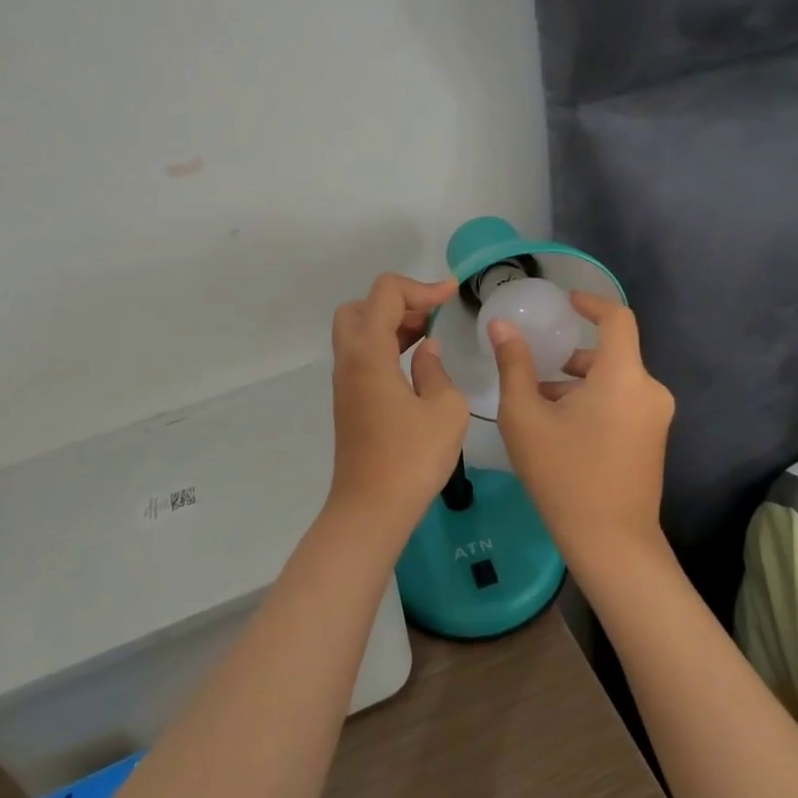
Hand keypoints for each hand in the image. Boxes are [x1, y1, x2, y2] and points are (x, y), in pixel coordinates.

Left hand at [328, 273, 469, 541]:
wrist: (370, 509)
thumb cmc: (411, 458)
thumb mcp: (445, 410)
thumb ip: (437, 371)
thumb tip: (426, 352)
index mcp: (369, 353)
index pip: (385, 293)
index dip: (421, 287)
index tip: (452, 296)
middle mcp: (350, 359)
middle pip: (361, 306)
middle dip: (398, 301)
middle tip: (431, 316)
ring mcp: (345, 381)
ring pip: (359, 331)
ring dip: (392, 323)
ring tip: (431, 333)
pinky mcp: (350, 400)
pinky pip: (364, 354)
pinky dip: (387, 344)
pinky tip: (417, 361)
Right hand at [489, 291, 673, 564]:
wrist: (612, 544)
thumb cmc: (564, 474)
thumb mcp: (525, 416)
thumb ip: (513, 364)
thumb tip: (501, 325)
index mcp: (623, 376)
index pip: (617, 318)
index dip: (591, 302)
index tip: (565, 302)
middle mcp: (649, 390)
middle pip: (611, 353)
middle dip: (572, 355)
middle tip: (535, 367)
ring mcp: (656, 417)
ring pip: (615, 380)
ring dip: (579, 382)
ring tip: (540, 403)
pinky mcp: (653, 440)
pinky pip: (623, 402)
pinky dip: (594, 400)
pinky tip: (561, 427)